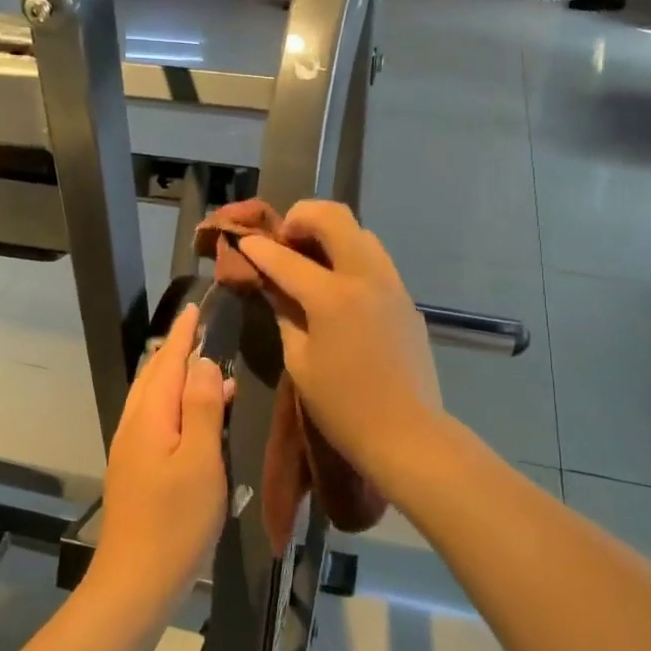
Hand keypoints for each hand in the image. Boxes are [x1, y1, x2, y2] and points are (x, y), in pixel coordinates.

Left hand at [88, 304, 228, 608]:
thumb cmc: (175, 521)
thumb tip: (203, 362)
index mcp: (149, 416)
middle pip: (155, 375)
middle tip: (201, 328)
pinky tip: (197, 417)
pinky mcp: (135, 469)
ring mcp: (131, 449)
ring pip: (153, 398)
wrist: (135, 581)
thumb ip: (202, 408)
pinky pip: (155, 419)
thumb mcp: (200, 461)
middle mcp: (134, 425)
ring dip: (176, 377)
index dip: (183, 334)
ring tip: (206, 367)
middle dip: (176, 349)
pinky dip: (175, 404)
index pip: (167, 361)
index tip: (196, 307)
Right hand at [233, 202, 443, 484]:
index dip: (259, 248)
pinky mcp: (406, 298)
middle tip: (283, 239)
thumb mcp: (299, 361)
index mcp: (332, 296)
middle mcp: (365, 277)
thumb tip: (273, 285)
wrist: (407, 433)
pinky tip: (337, 284)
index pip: (286, 258)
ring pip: (361, 233)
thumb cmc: (343, 405)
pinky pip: (376, 260)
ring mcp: (392, 284)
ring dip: (330, 233)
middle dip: (301, 217)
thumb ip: (285, 313)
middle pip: (334, 217)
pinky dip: (350, 256)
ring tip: (309, 259)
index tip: (243, 242)